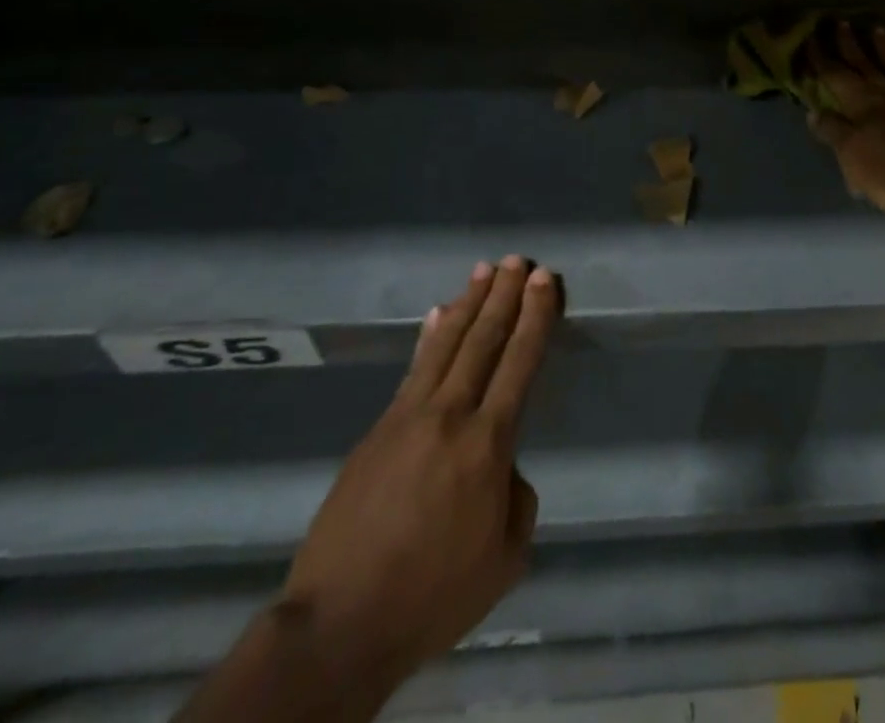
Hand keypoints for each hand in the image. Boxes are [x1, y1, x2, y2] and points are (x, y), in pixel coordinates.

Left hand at [279, 256, 561, 686]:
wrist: (339, 624)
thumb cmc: (433, 596)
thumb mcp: (504, 559)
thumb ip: (516, 499)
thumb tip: (501, 467)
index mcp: (487, 444)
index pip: (519, 362)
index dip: (535, 316)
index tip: (545, 280)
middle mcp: (450, 415)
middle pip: (483, 339)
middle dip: (504, 295)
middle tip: (519, 261)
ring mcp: (408, 417)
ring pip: (446, 344)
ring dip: (469, 302)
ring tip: (484, 270)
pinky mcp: (377, 429)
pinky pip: (413, 369)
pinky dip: (429, 337)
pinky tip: (437, 315)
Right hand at [807, 20, 884, 223]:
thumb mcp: (852, 156)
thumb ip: (833, 131)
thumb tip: (814, 110)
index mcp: (860, 101)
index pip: (834, 74)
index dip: (820, 57)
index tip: (810, 38)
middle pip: (864, 62)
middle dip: (849, 43)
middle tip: (840, 22)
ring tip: (879, 28)